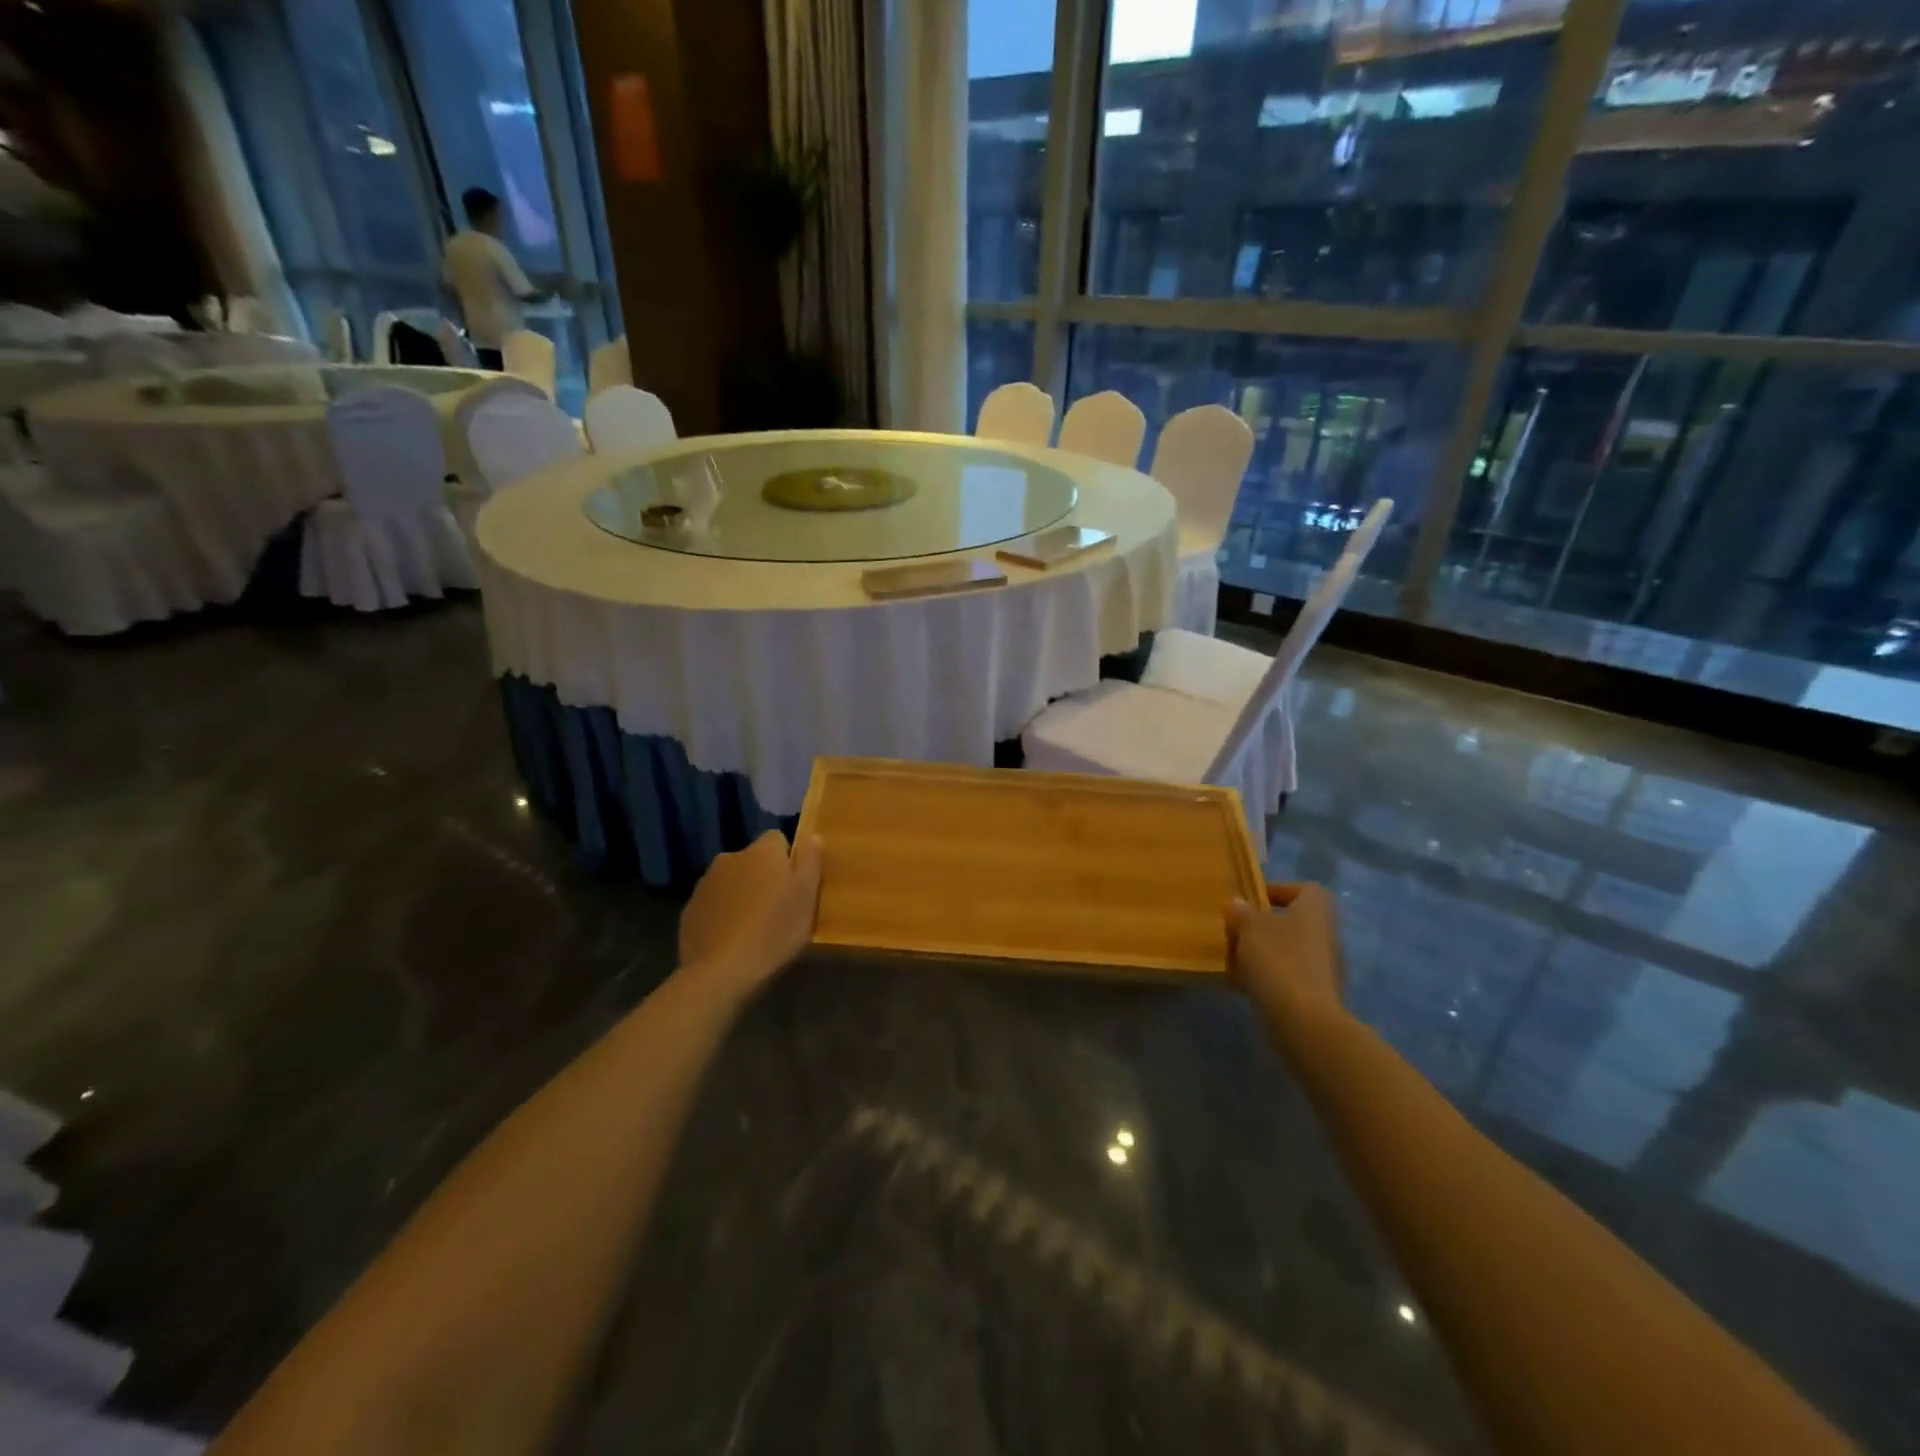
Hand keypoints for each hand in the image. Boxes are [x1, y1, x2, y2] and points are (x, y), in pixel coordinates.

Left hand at [679, 830, 823, 995]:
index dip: (788, 859)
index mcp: (762, 851)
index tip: (795, 885)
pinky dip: (723, 913)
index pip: (778, 839)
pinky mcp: (690, 908)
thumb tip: (812, 836)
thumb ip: (811, 861)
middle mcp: (730, 857)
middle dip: (764, 876)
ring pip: (732, 880)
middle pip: (753, 860)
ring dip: (742, 893)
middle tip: (777, 908)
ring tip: (753, 926)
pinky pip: (714, 903)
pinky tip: (731, 938)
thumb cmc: (774, 931)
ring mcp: (706, 882)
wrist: (721, 972)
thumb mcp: (807, 897)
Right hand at [1224, 883, 1344, 1030]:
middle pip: (1293, 921)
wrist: (1304, 1020)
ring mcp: (1324, 967)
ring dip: (1262, 953)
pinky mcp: (1316, 994)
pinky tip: (1241, 985)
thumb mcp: (1249, 928)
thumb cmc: (1278, 960)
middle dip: (1262, 926)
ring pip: (1288, 950)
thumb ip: (1241, 913)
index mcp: (1315, 910)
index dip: (1278, 890)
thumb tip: (1237, 904)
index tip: (1251, 900)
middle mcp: (1325, 934)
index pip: (1304, 889)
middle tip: (1235, 931)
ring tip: (1233, 959)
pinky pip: (1287, 976)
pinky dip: (1266, 977)